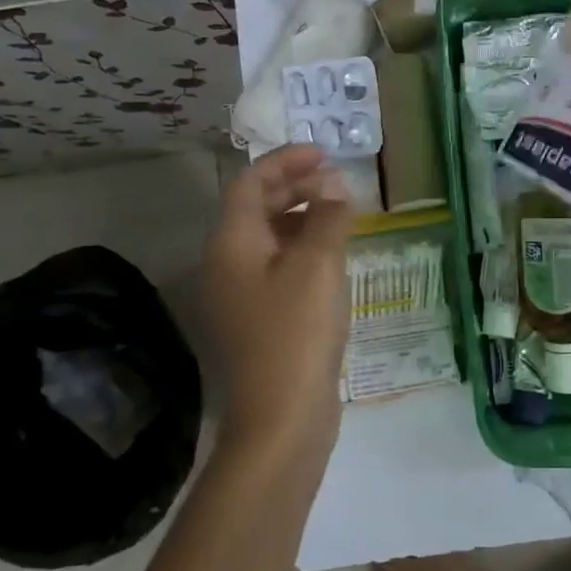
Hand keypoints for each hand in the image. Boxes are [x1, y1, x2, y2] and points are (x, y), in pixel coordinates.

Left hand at [203, 146, 353, 452]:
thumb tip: (335, 186)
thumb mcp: (318, 265)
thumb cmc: (297, 331)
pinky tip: (335, 258)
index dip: (285, 162)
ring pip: (270, 240)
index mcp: (232, 244)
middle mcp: (227, 265)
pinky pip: (279, 268)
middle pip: (257, 209)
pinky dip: (304, 251)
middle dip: (296, 188)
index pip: (250, 183)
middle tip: (337, 182)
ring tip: (342, 215)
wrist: (283, 417)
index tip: (324, 154)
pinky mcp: (260, 320)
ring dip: (303, 219)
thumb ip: (328, 217)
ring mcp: (241, 296)